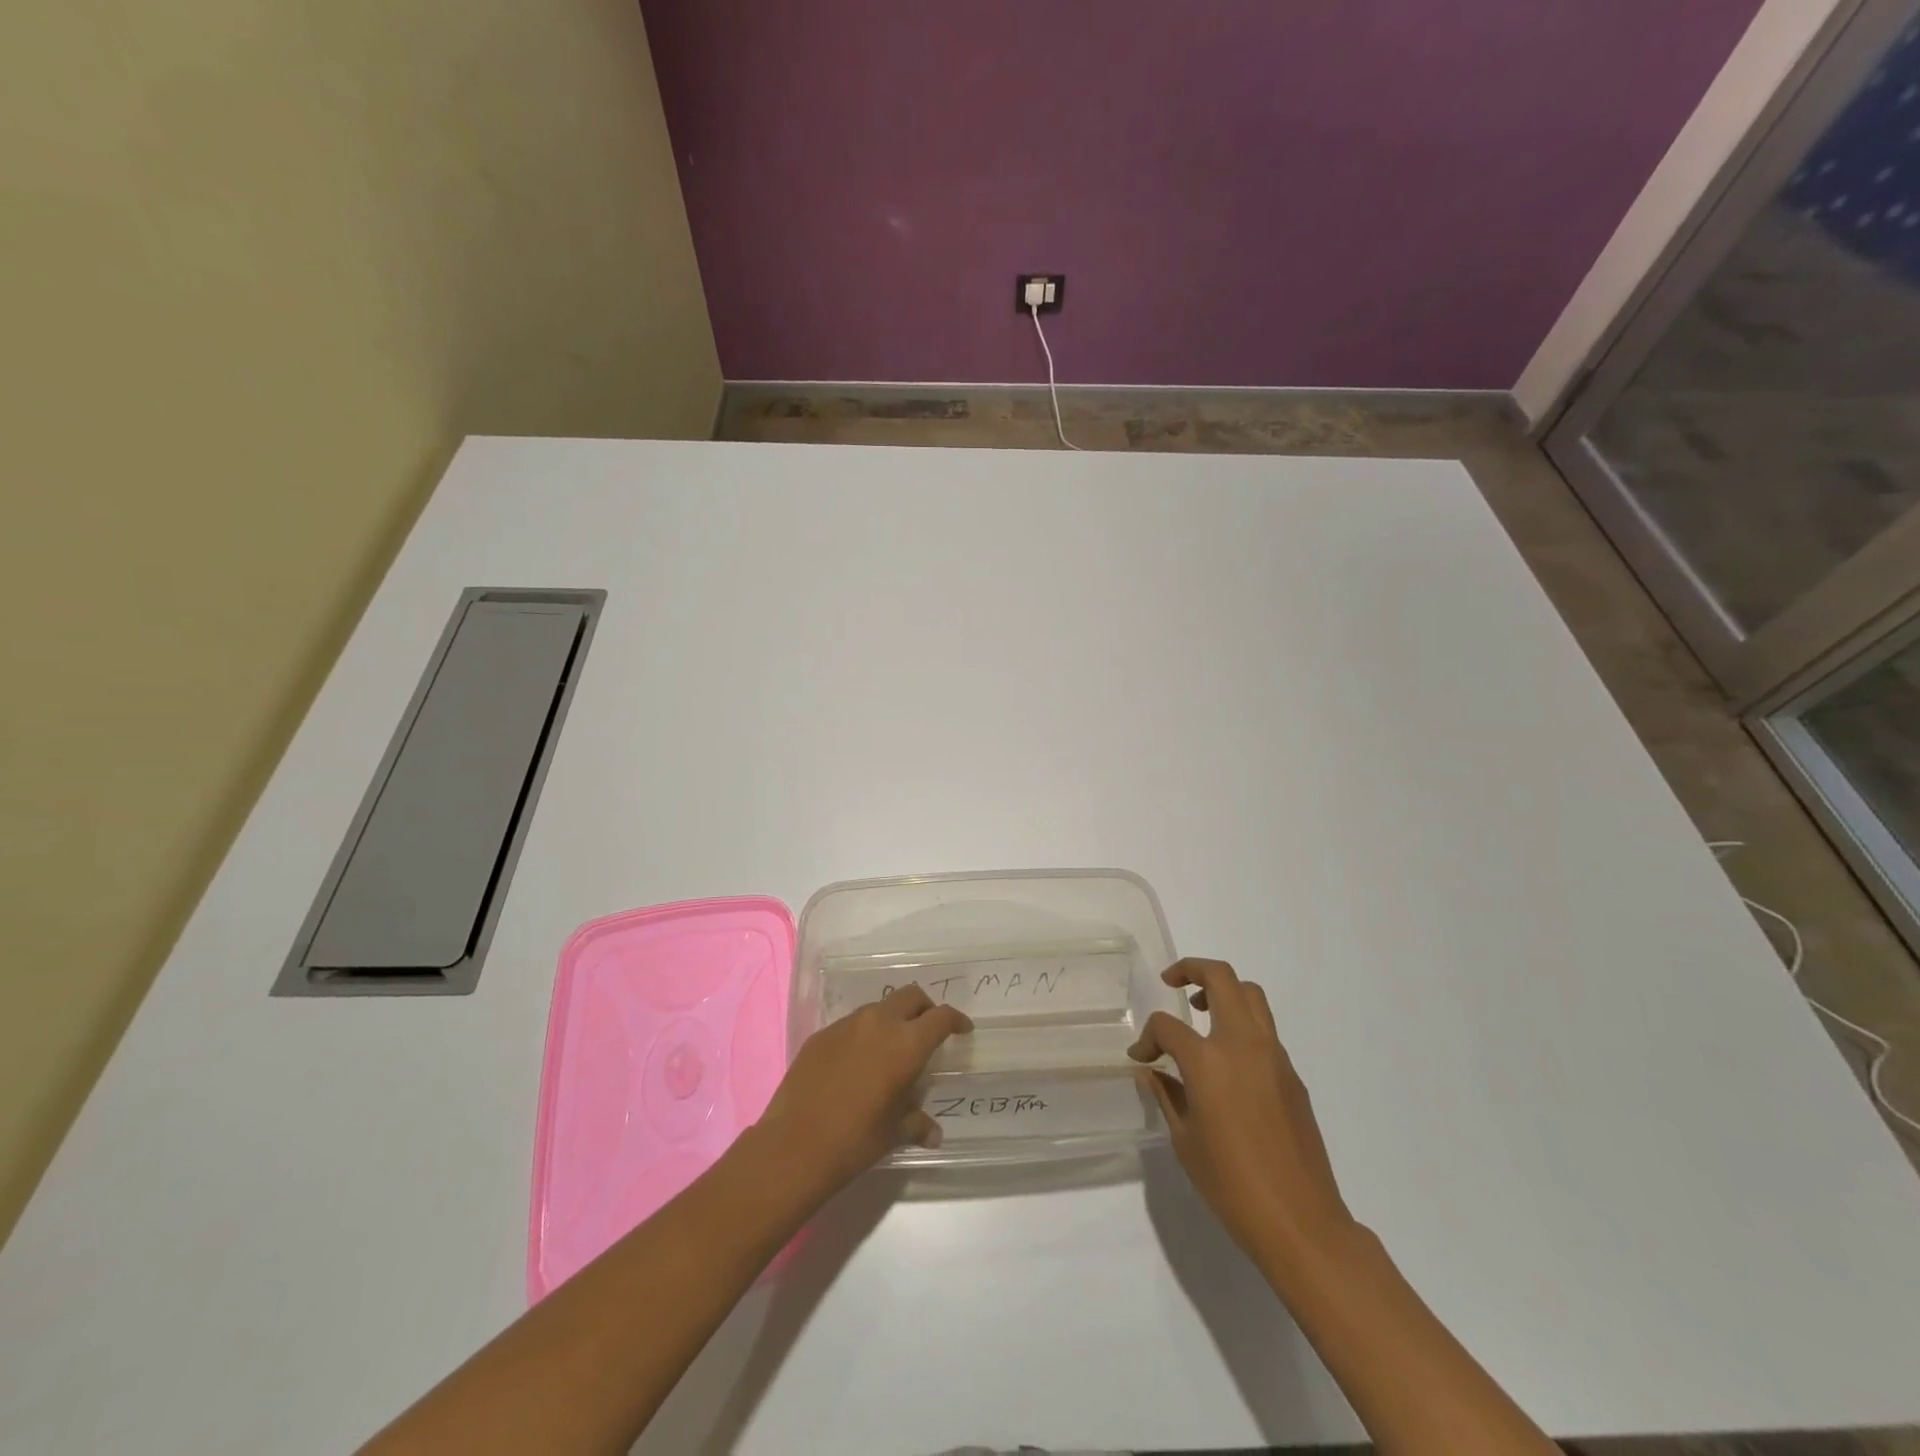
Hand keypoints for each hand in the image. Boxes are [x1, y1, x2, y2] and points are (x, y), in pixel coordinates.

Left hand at [755, 985, 971, 1197]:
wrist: (795, 1145)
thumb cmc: (855, 1140)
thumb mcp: (894, 1133)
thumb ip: (917, 1124)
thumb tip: (933, 1134)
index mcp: (906, 1044)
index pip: (941, 1017)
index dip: (956, 1020)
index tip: (962, 1029)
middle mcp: (879, 1023)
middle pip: (911, 996)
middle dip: (925, 1009)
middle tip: (928, 1031)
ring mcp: (847, 1025)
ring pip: (879, 1008)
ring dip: (892, 1019)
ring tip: (891, 1048)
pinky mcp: (821, 1034)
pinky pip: (851, 1024)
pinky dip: (863, 1034)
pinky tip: (857, 1062)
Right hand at [1129, 958, 1351, 1261]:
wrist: (1300, 1222)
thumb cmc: (1232, 1186)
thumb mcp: (1185, 1141)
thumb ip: (1167, 1095)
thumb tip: (1151, 1071)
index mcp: (1209, 1061)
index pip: (1168, 1026)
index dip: (1147, 1038)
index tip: (1141, 1058)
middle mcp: (1243, 1045)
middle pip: (1221, 978)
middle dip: (1192, 969)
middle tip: (1172, 982)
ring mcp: (1273, 1056)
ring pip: (1251, 995)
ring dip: (1223, 990)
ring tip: (1200, 1010)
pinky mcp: (1292, 1074)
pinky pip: (1265, 1029)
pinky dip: (1242, 1024)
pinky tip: (1228, 1060)